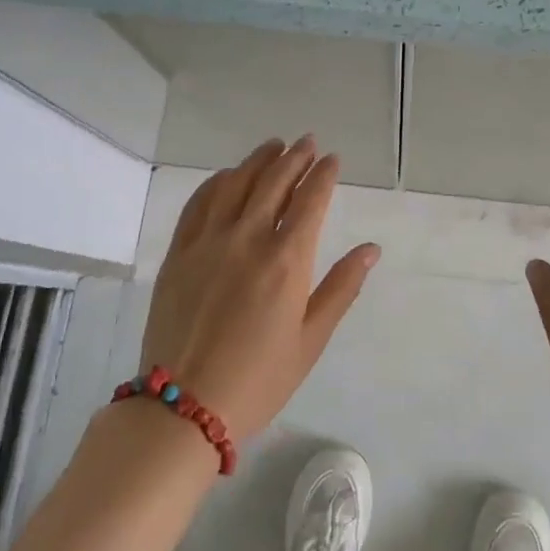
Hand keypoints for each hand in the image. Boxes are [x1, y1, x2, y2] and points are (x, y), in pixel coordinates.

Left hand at [139, 137, 378, 441]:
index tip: (332, 159)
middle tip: (307, 143)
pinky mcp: (178, 253)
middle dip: (295, 157)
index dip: (324, 174)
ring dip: (258, 160)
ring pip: (236, 184)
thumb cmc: (259, 379)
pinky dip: (217, 182)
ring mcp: (208, 242)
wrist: (183, 407)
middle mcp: (248, 238)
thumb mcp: (311, 339)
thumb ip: (341, 287)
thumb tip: (370, 249)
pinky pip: (199, 203)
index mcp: (287, 260)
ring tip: (273, 147)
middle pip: (274, 181)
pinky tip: (228, 176)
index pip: (311, 199)